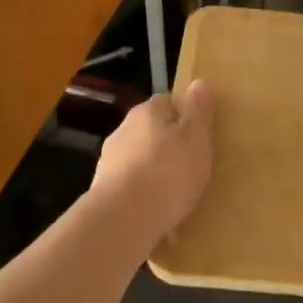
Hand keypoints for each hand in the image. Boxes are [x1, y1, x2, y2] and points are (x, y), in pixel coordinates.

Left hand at [92, 79, 215, 245]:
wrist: (122, 220)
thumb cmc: (168, 172)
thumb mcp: (196, 137)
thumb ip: (199, 110)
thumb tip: (200, 82)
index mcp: (147, 111)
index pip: (167, 102)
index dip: (184, 116)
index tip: (199, 135)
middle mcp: (123, 129)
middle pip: (151, 130)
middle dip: (167, 143)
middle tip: (190, 163)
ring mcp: (109, 161)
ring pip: (138, 158)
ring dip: (152, 168)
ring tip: (174, 191)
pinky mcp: (102, 191)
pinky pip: (129, 185)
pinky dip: (140, 192)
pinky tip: (155, 209)